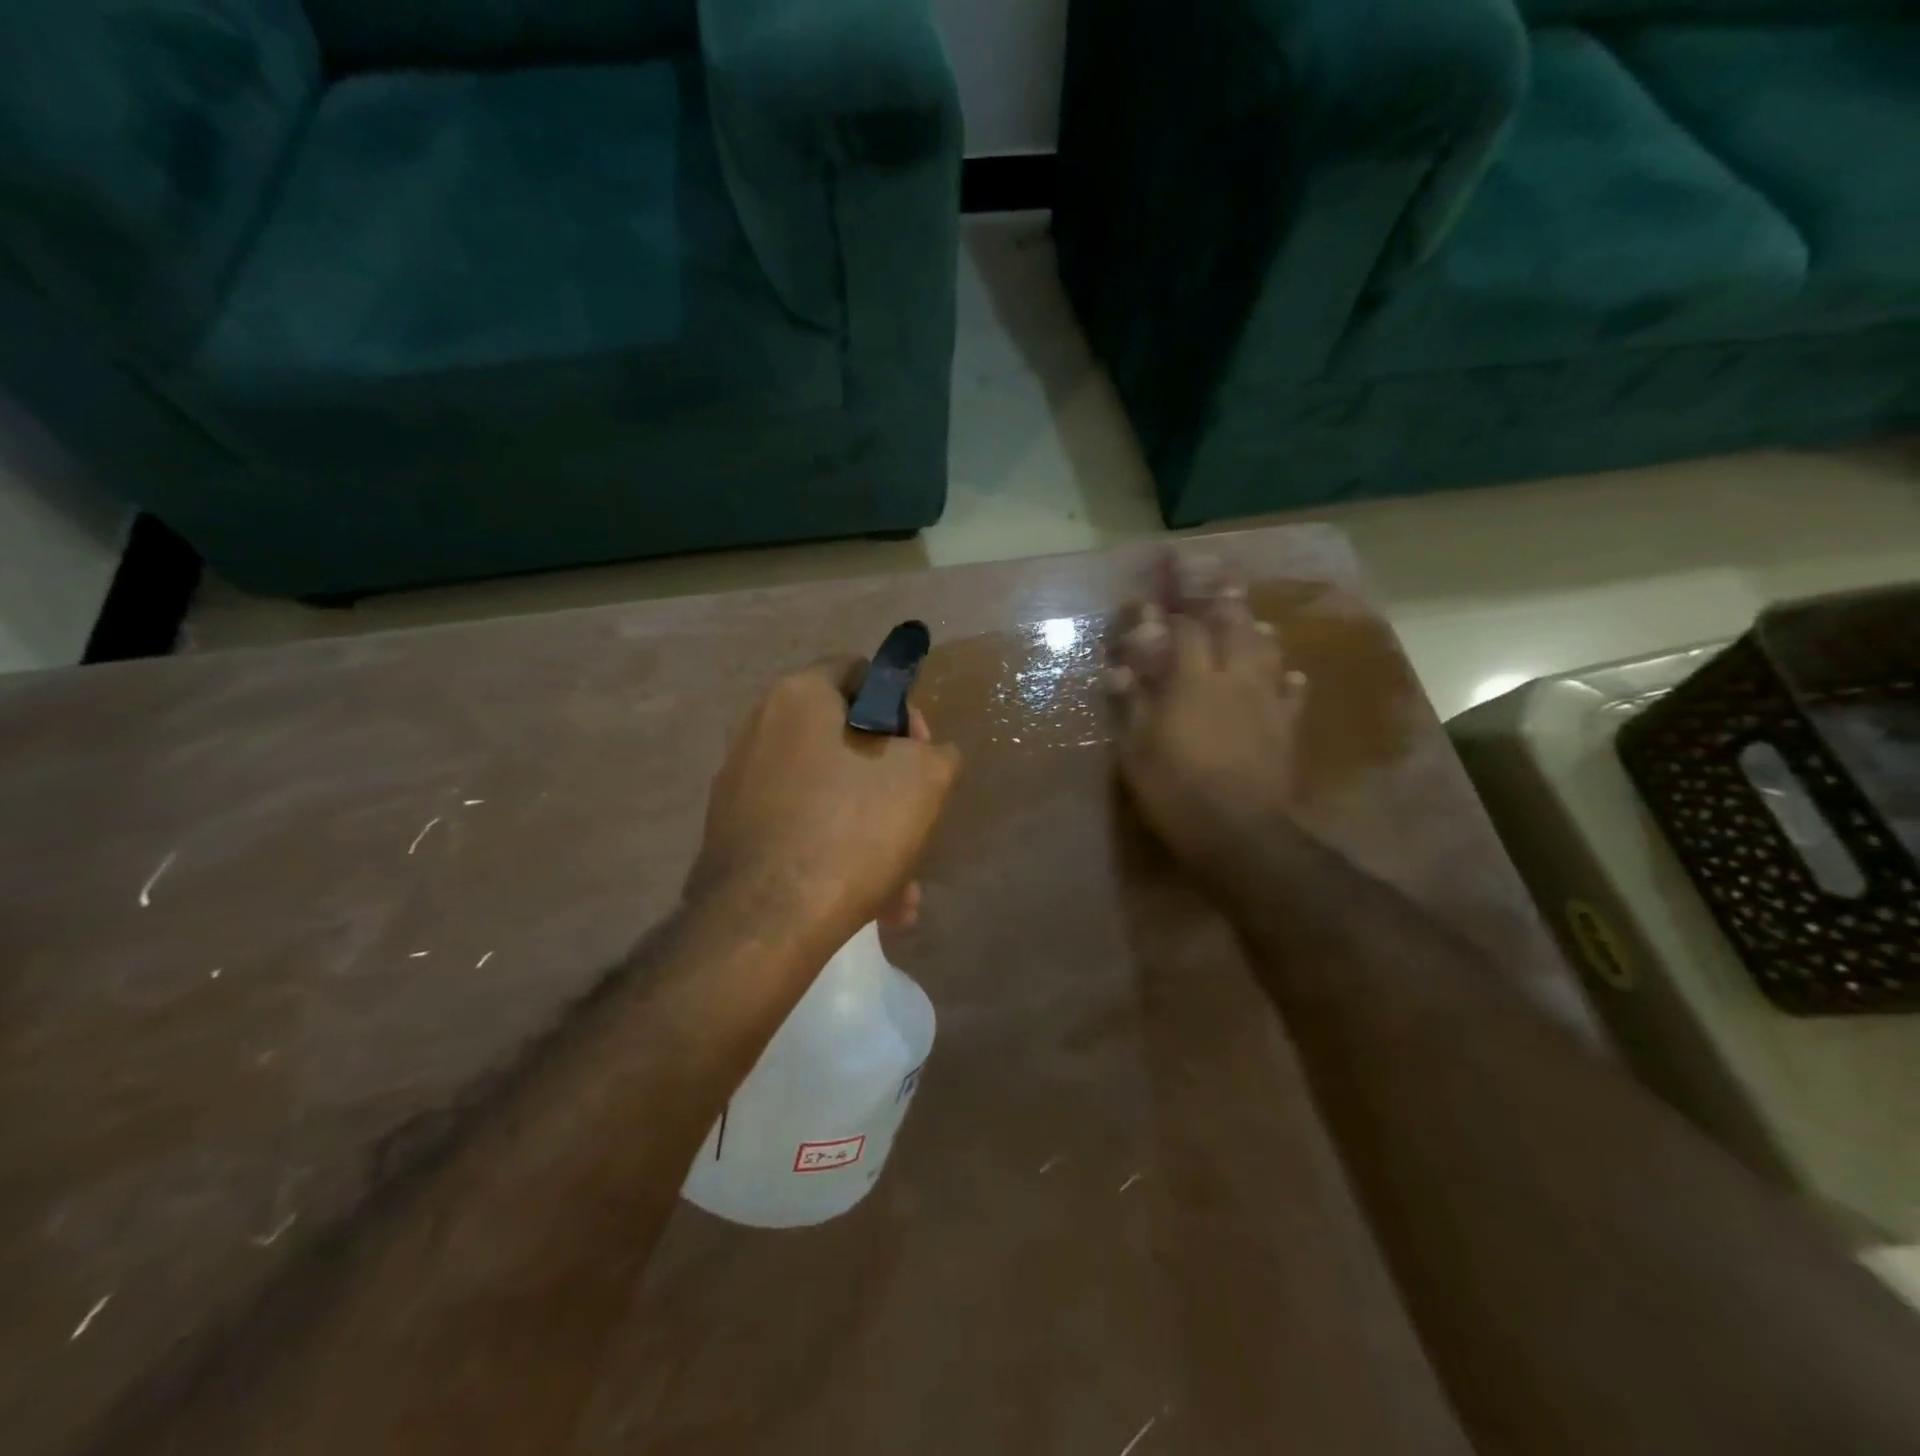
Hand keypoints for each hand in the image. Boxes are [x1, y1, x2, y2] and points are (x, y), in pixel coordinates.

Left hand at [687, 658, 960, 950]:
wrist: (766, 921)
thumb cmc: (852, 828)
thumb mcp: (926, 779)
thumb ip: (936, 752)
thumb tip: (925, 755)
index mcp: (800, 697)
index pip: (860, 672)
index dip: (902, 708)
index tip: (921, 754)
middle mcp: (760, 729)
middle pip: (845, 742)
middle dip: (890, 786)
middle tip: (915, 823)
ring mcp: (740, 784)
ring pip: (828, 797)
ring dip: (871, 834)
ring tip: (901, 890)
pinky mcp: (733, 834)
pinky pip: (800, 831)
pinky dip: (835, 856)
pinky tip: (869, 903)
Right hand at [1108, 554, 1308, 885]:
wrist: (1239, 831)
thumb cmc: (1176, 790)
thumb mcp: (1136, 751)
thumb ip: (1130, 705)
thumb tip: (1118, 669)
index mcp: (1192, 682)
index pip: (1183, 632)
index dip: (1169, 611)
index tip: (1157, 595)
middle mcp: (1233, 680)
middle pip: (1233, 629)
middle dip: (1225, 602)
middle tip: (1225, 578)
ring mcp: (1266, 702)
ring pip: (1268, 654)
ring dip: (1259, 633)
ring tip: (1256, 621)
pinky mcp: (1287, 728)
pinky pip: (1293, 695)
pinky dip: (1290, 681)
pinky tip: (1292, 676)